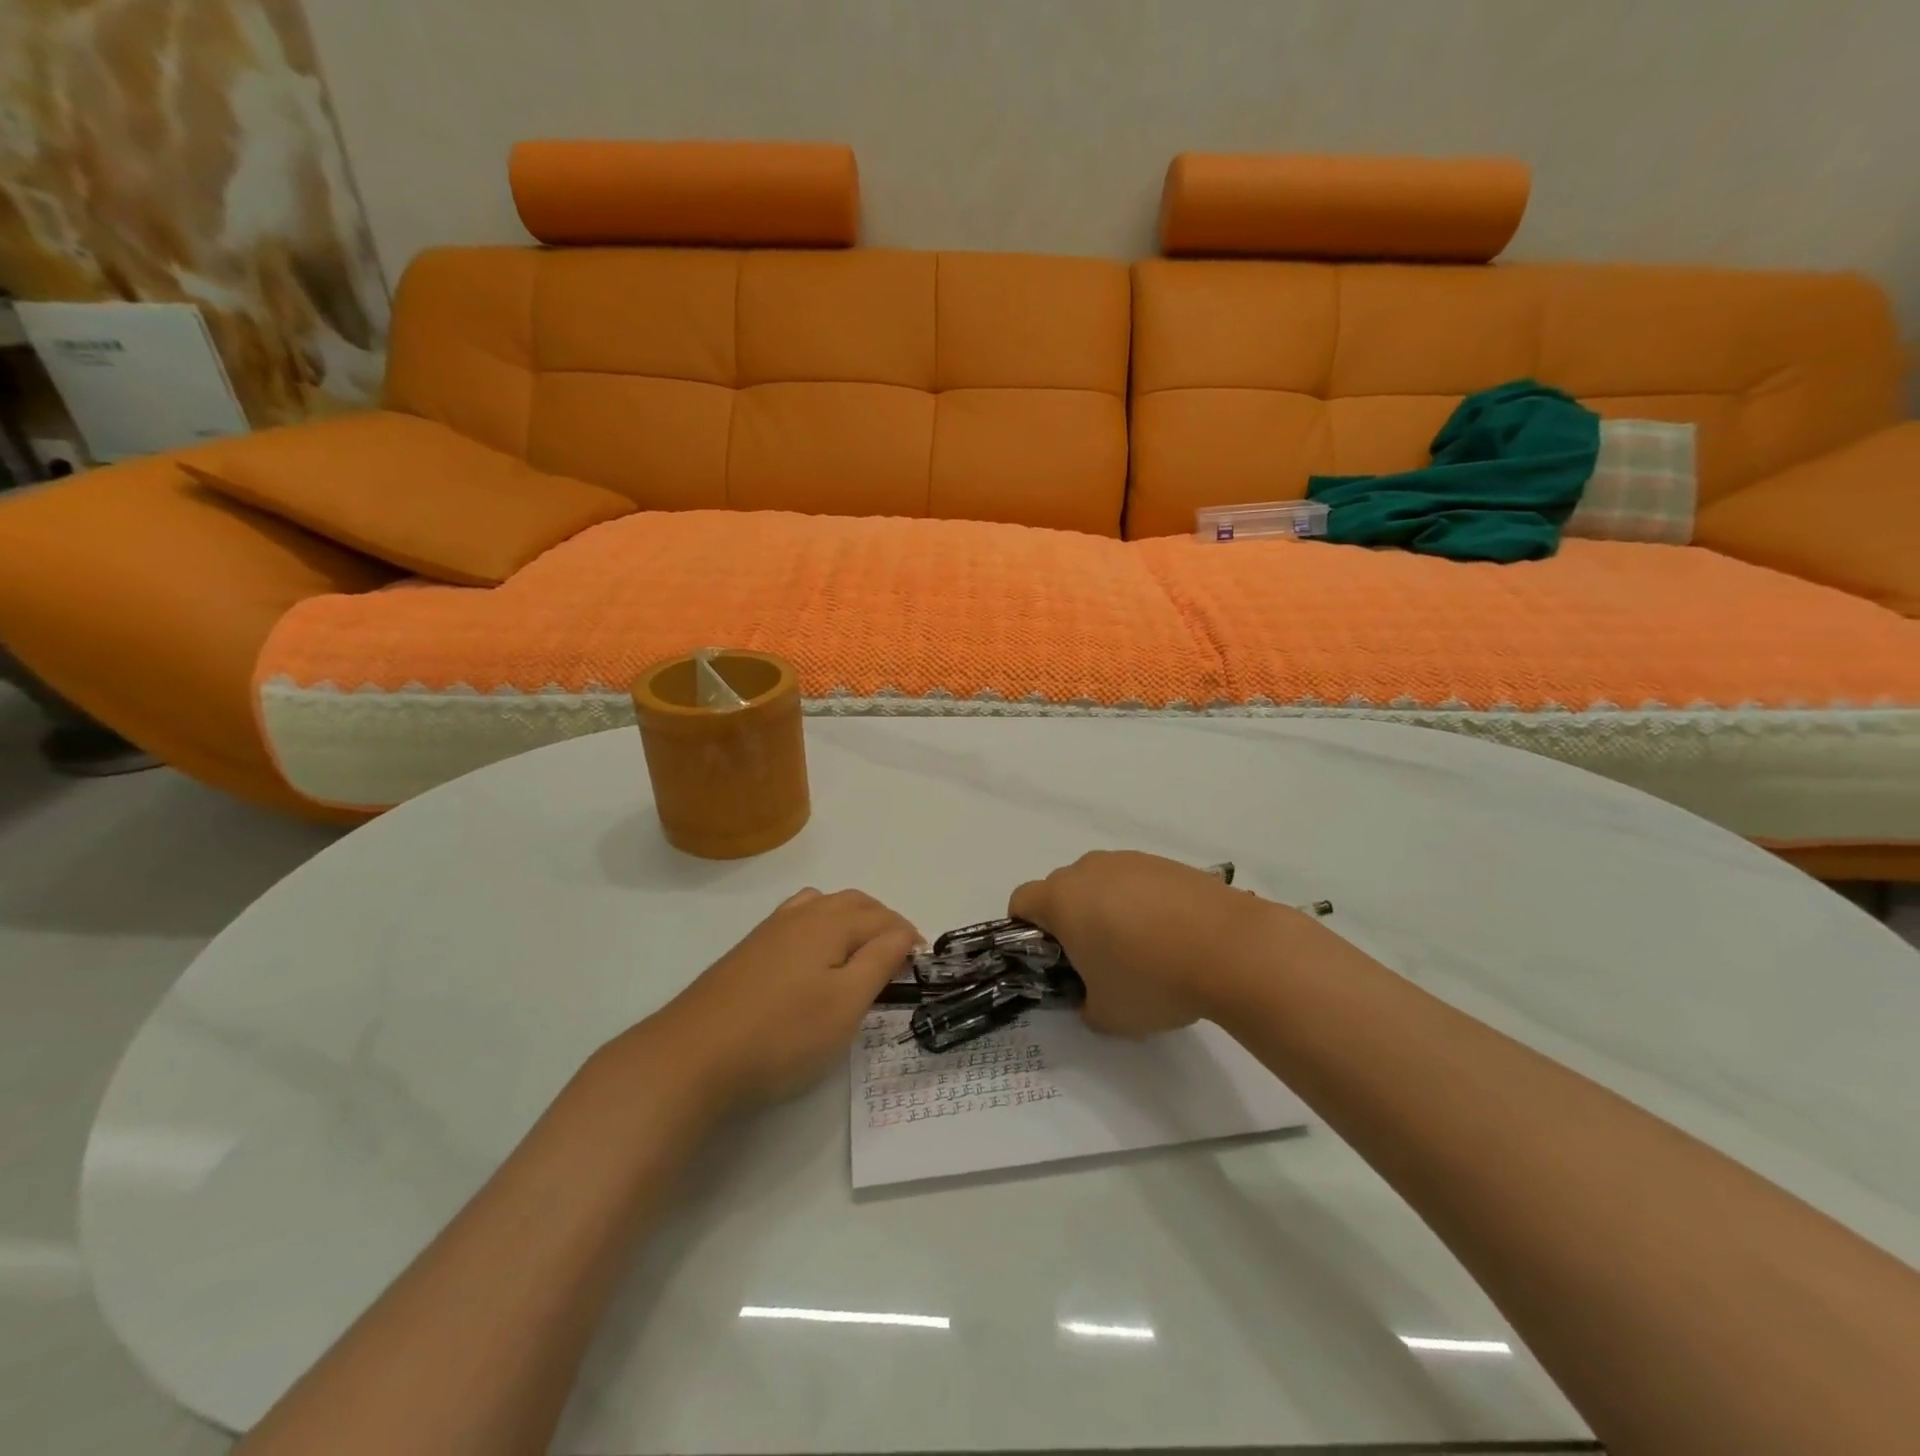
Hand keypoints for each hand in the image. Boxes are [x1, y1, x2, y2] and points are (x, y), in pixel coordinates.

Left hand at [653, 888, 919, 1108]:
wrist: (693, 1054)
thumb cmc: (782, 1033)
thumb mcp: (846, 1003)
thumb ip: (880, 961)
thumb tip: (903, 932)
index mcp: (831, 922)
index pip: (884, 919)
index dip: (908, 938)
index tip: (921, 964)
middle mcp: (802, 913)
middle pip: (855, 903)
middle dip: (883, 922)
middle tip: (898, 957)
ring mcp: (771, 929)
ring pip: (824, 906)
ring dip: (852, 919)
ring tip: (862, 950)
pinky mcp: (749, 949)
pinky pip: (798, 918)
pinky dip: (821, 925)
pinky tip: (815, 955)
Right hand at [1009, 851, 1276, 1035]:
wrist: (1231, 948)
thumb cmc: (1152, 980)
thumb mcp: (1106, 1015)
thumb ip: (1084, 1004)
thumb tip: (1092, 994)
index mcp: (1061, 899)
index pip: (1021, 901)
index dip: (1025, 930)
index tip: (1052, 958)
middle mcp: (1088, 869)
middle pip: (1062, 889)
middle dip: (1069, 920)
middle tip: (1097, 960)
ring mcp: (1130, 861)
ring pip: (1101, 882)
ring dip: (1107, 908)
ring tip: (1143, 948)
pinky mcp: (1166, 863)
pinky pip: (1138, 881)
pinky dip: (1143, 903)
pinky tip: (1172, 935)